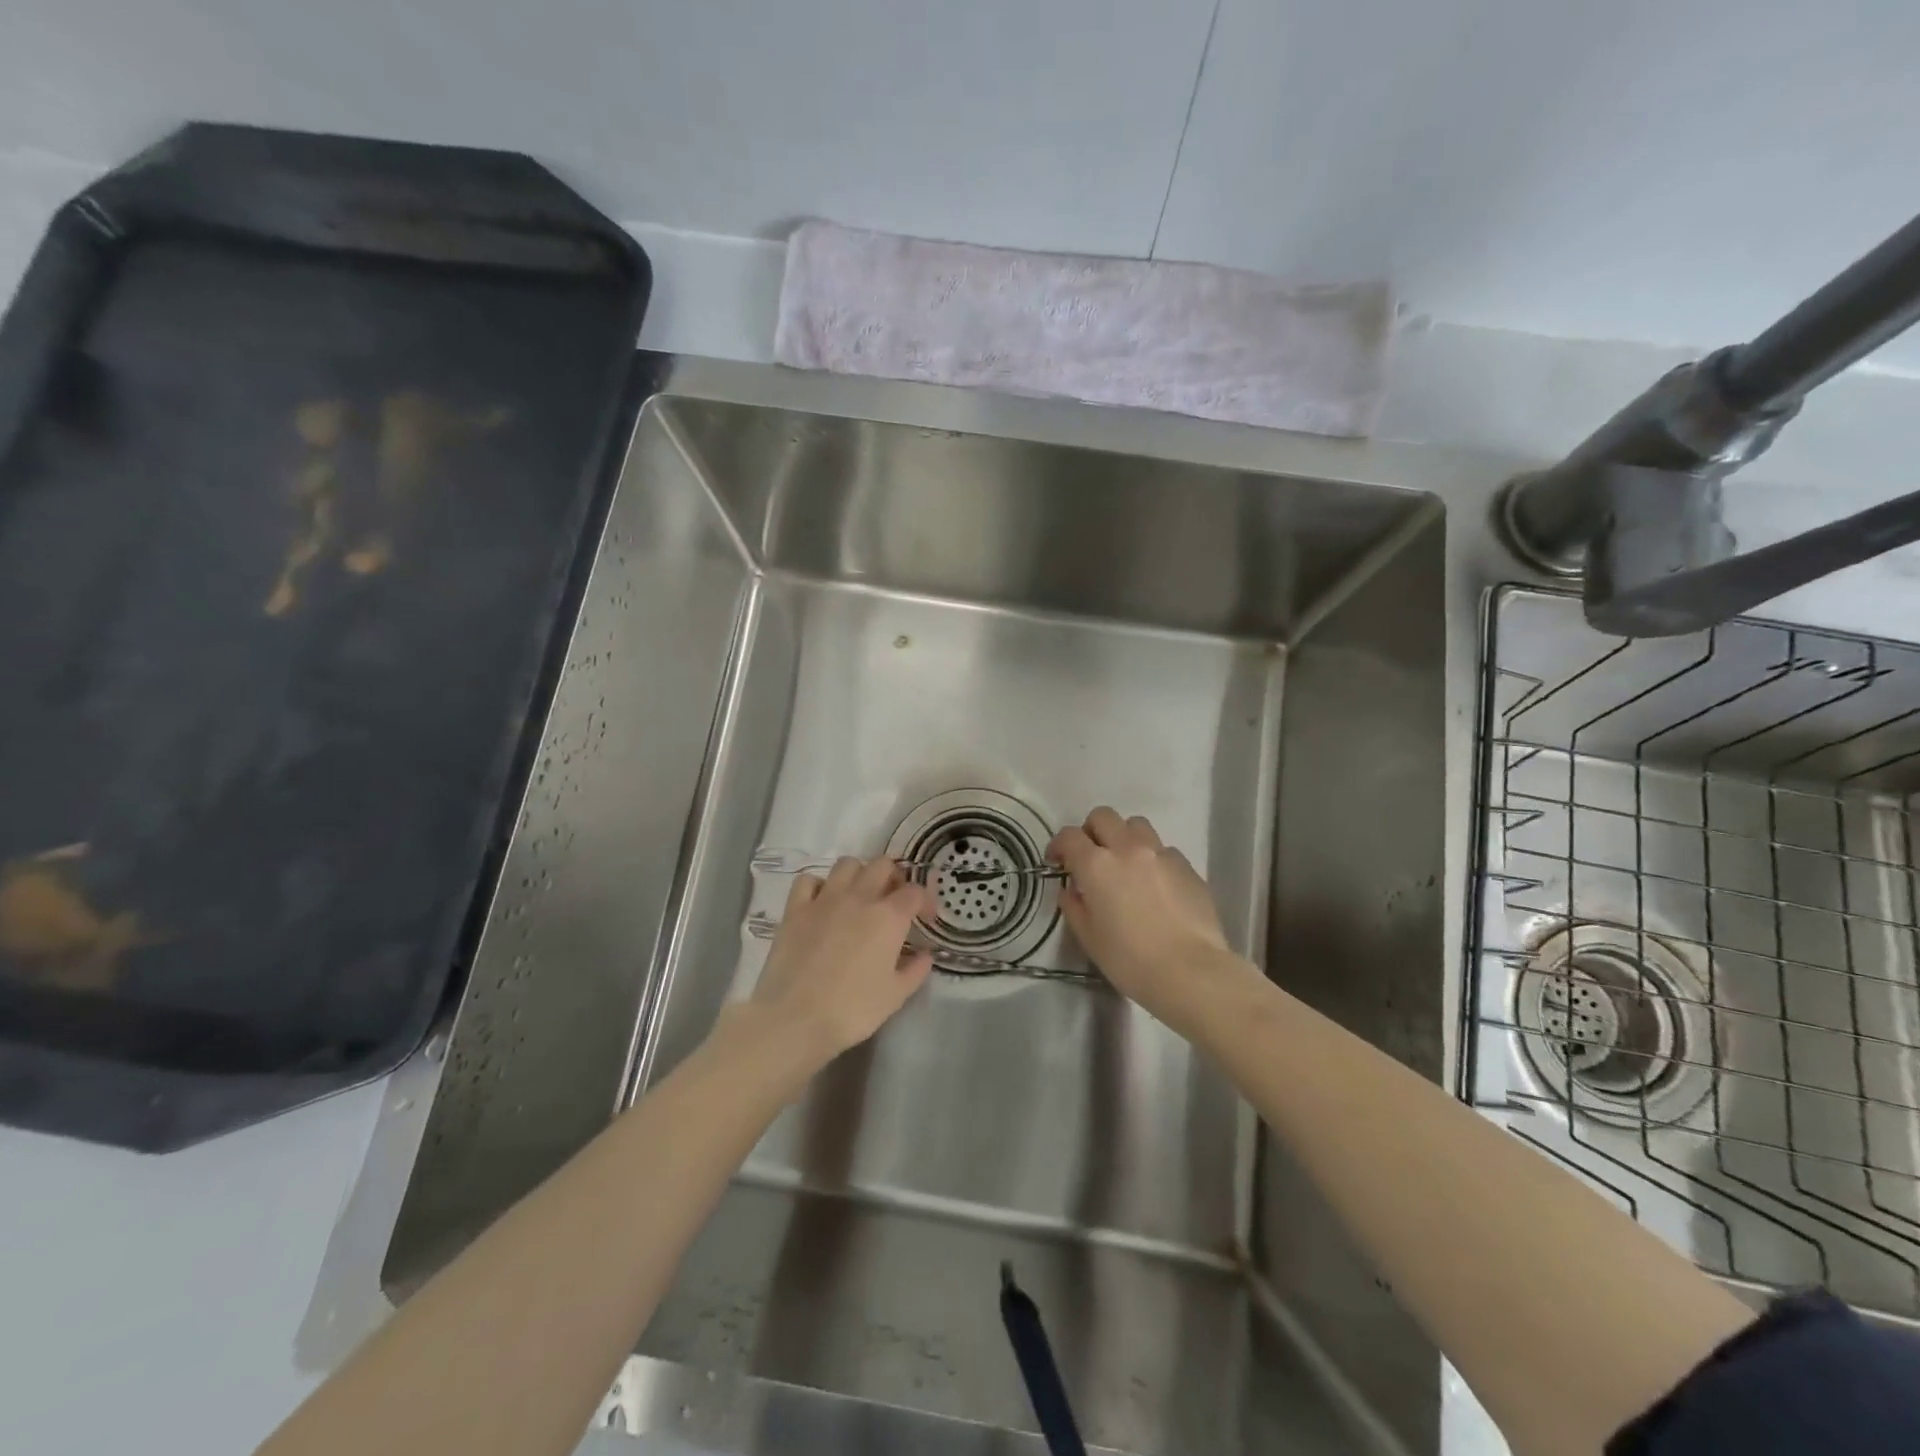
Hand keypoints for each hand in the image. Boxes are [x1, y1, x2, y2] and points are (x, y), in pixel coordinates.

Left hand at [746, 856, 935, 1065]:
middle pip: (882, 865)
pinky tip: (822, 903)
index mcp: (889, 917)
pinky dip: (819, 885)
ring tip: (860, 896)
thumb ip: (915, 970)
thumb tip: (924, 954)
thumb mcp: (896, 996)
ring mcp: (824, 899)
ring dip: (859, 874)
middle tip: (894, 900)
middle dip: (894, 877)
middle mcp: (859, 897)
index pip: (915, 891)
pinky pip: (808, 880)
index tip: (924, 918)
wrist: (796, 1019)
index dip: (925, 901)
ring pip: (847, 864)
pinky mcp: (795, 909)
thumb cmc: (853, 1010)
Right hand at [1047, 808, 1248, 1026]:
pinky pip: (1163, 850)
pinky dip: (1152, 859)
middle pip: (1103, 817)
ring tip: (1126, 865)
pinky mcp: (1187, 866)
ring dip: (1124, 838)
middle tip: (1091, 857)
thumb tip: (1072, 890)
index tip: (1057, 862)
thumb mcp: (1089, 938)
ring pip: (1137, 825)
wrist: (1191, 972)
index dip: (1058, 846)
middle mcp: (1128, 848)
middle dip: (1091, 831)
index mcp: (1097, 865)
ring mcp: (1161, 854)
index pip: (1069, 836)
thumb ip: (1074, 906)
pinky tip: (1156, 886)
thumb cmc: (1130, 959)